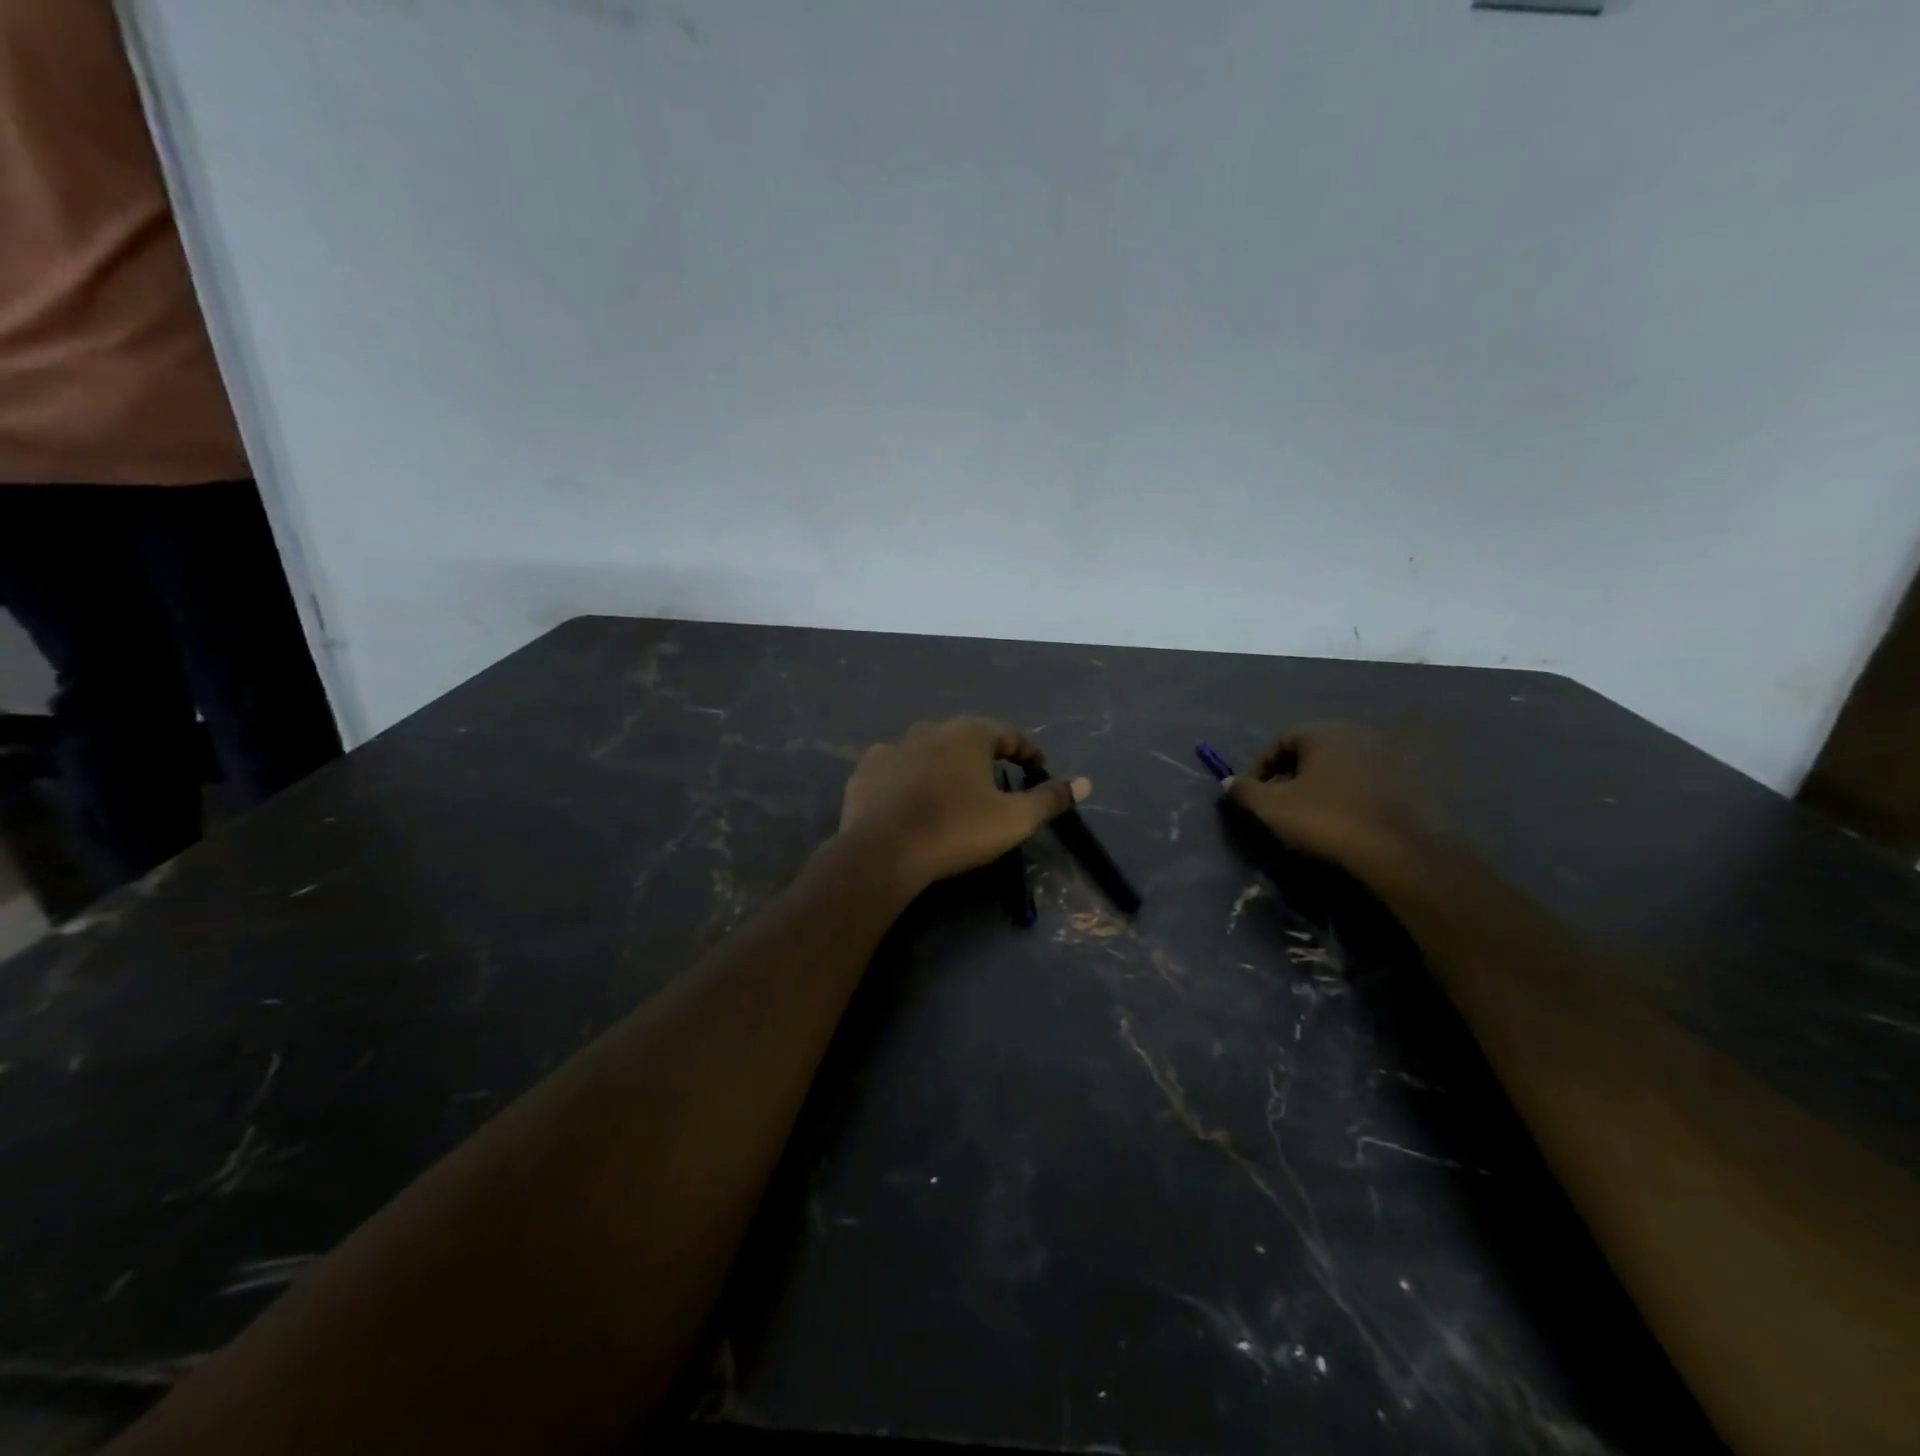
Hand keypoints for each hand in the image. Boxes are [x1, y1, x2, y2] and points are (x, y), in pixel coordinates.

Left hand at [839, 717, 1089, 891]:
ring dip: (944, 767)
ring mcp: (894, 746)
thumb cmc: (956, 830)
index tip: (1038, 771)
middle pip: (968, 739)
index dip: (1028, 753)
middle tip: (996, 786)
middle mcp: (930, 729)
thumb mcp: (1013, 820)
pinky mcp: (867, 769)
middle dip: (985, 758)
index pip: (1010, 735)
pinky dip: (909, 779)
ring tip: (952, 795)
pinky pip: (897, 768)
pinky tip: (911, 801)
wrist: (883, 852)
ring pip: (929, 751)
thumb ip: (1049, 799)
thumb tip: (1085, 782)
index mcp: (969, 734)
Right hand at [1223, 723, 1430, 871]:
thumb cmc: (1326, 820)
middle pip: (1312, 752)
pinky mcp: (1408, 782)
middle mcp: (1355, 735)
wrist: (1397, 851)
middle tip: (1280, 804)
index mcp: (1322, 733)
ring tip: (1311, 815)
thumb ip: (1244, 791)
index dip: (1261, 766)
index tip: (1254, 793)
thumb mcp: (1271, 808)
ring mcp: (1386, 758)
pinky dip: (1349, 796)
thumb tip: (1228, 782)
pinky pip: (1366, 784)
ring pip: (1340, 768)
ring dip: (1321, 786)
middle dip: (1291, 775)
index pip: (1280, 740)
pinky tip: (1344, 821)